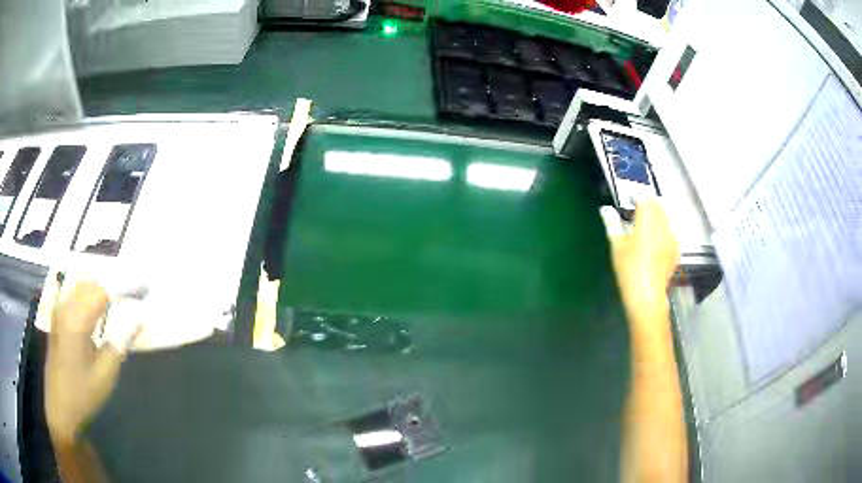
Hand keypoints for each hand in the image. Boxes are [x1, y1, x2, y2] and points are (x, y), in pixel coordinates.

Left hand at [45, 282, 135, 444]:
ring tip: (119, 298)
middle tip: (134, 293)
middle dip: (113, 284)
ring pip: (81, 286)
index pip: (103, 291)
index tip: (143, 288)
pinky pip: (73, 295)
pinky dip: (88, 294)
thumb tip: (139, 319)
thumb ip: (120, 343)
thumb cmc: (83, 395)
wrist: (60, 408)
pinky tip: (97, 306)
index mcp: (77, 320)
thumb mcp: (105, 375)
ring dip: (100, 288)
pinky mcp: (56, 318)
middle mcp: (65, 307)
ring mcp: (58, 311)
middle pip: (91, 283)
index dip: (124, 287)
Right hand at [602, 201, 678, 330]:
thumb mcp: (617, 247)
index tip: (629, 201)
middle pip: (658, 204)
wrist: (647, 296)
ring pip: (666, 217)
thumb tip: (606, 210)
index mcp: (646, 221)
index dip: (637, 197)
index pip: (645, 198)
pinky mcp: (676, 248)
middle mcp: (662, 225)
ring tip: (647, 225)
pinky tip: (657, 240)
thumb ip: (613, 225)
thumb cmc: (629, 271)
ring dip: (657, 215)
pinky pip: (671, 231)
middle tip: (637, 212)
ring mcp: (671, 237)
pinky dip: (664, 230)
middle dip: (648, 204)